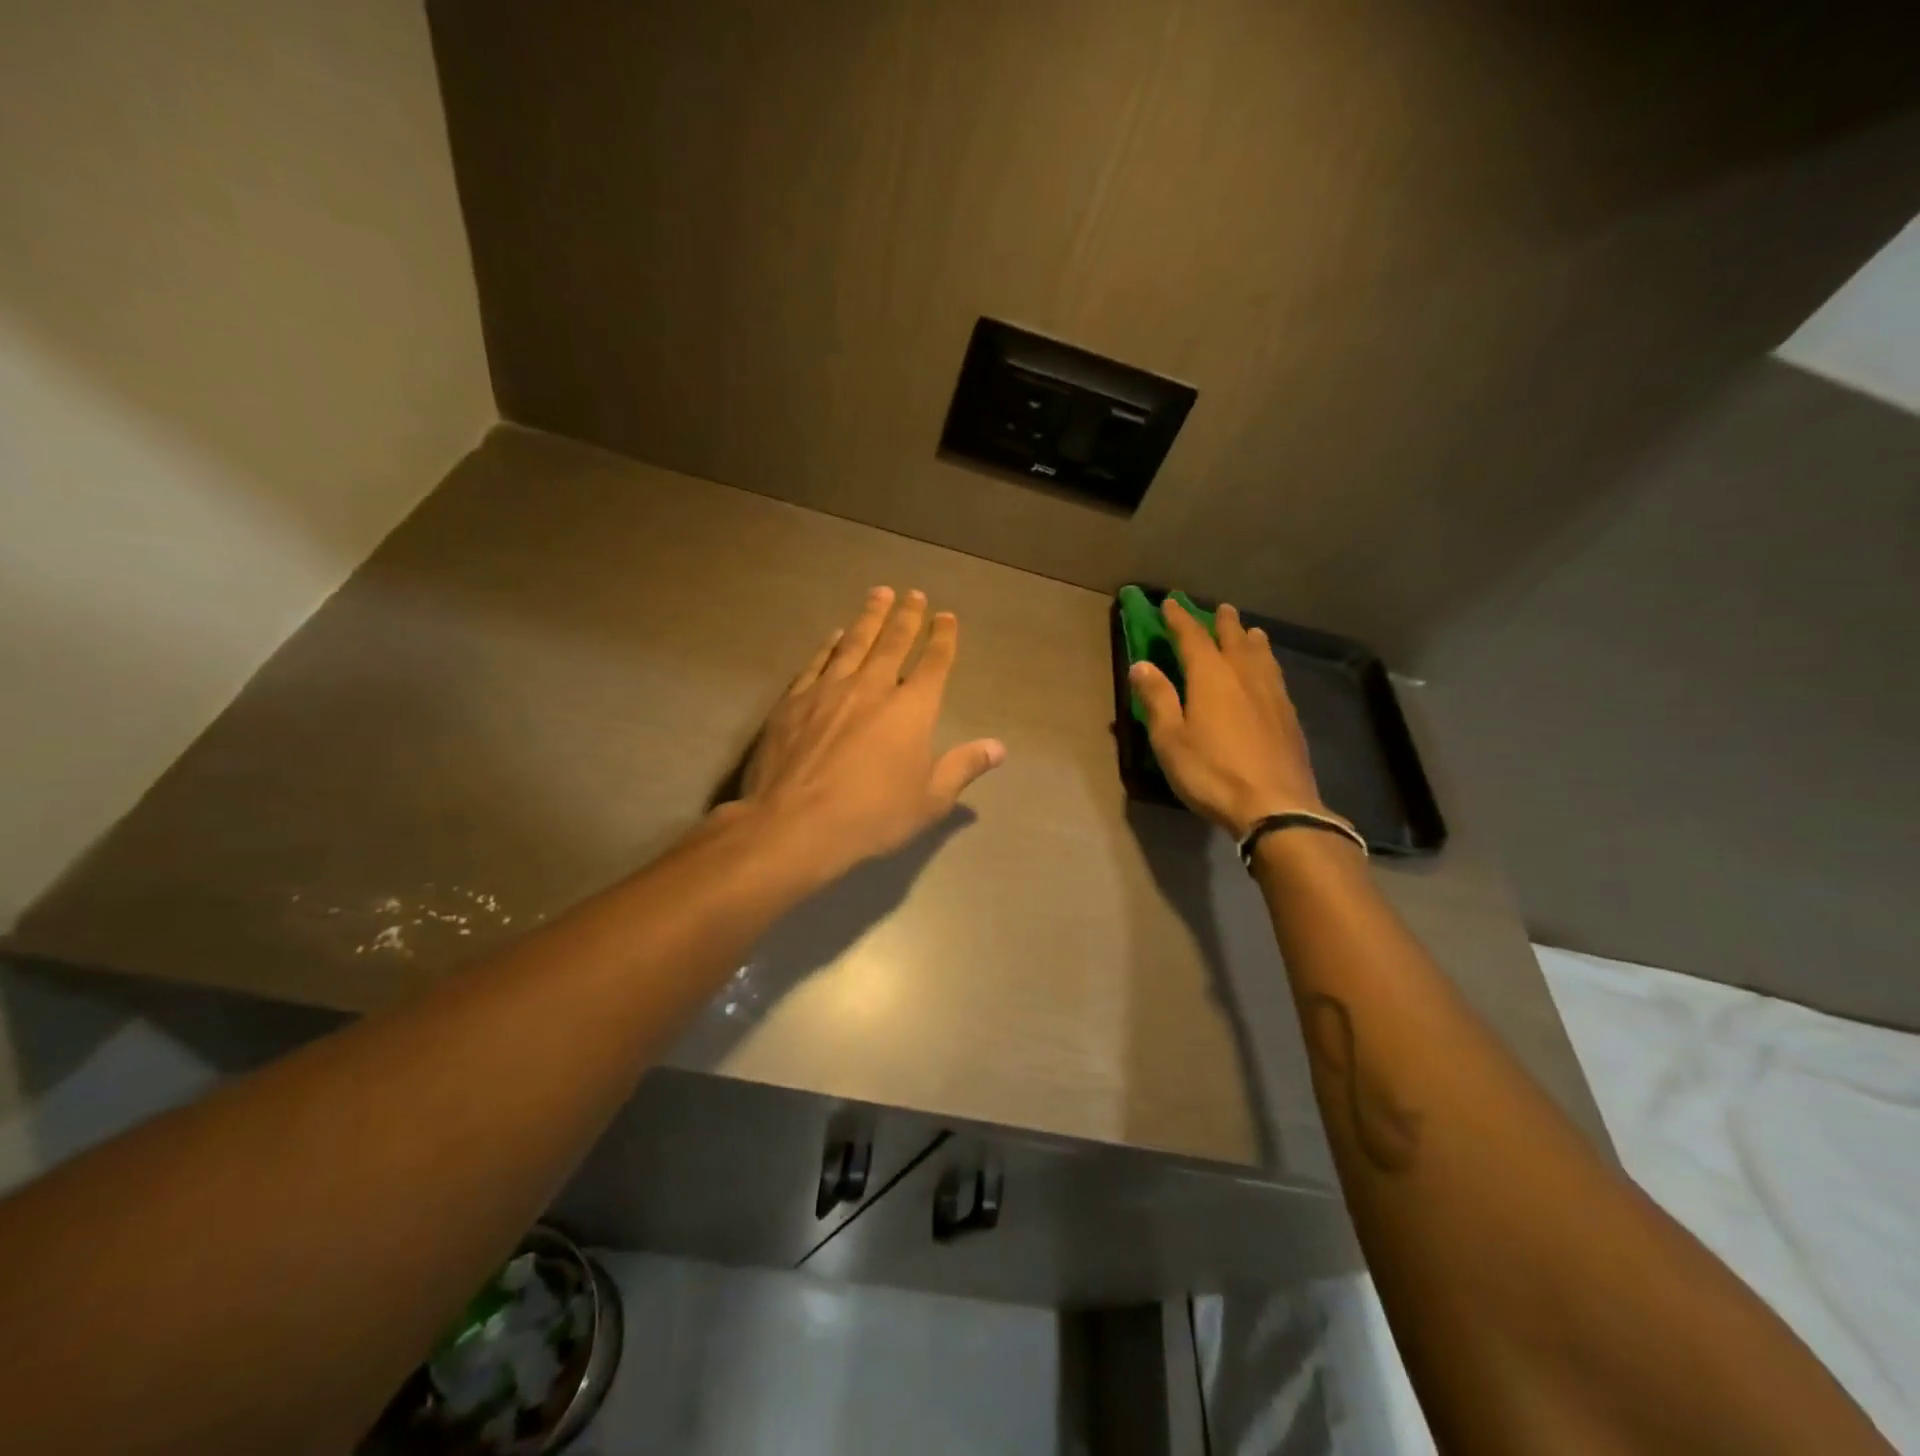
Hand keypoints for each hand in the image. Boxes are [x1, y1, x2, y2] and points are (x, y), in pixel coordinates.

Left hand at [735, 586, 1004, 878]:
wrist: (795, 824)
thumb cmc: (872, 816)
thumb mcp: (930, 801)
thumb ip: (963, 767)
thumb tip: (999, 747)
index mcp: (912, 709)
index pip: (934, 663)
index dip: (943, 638)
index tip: (946, 617)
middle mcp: (873, 687)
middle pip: (893, 642)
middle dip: (907, 616)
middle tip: (913, 594)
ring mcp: (829, 689)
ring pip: (854, 642)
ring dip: (870, 616)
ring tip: (879, 594)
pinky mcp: (794, 700)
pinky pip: (817, 662)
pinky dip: (830, 644)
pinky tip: (834, 635)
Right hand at [1129, 596, 1332, 839]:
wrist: (1275, 805)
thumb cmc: (1212, 772)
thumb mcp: (1171, 739)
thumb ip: (1158, 699)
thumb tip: (1141, 665)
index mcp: (1211, 676)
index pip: (1192, 637)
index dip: (1179, 618)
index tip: (1170, 603)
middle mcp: (1244, 675)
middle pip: (1233, 639)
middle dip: (1223, 623)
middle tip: (1220, 609)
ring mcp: (1272, 694)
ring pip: (1261, 655)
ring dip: (1251, 639)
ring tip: (1249, 631)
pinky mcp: (1289, 716)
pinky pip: (1275, 676)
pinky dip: (1267, 663)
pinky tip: (1268, 674)